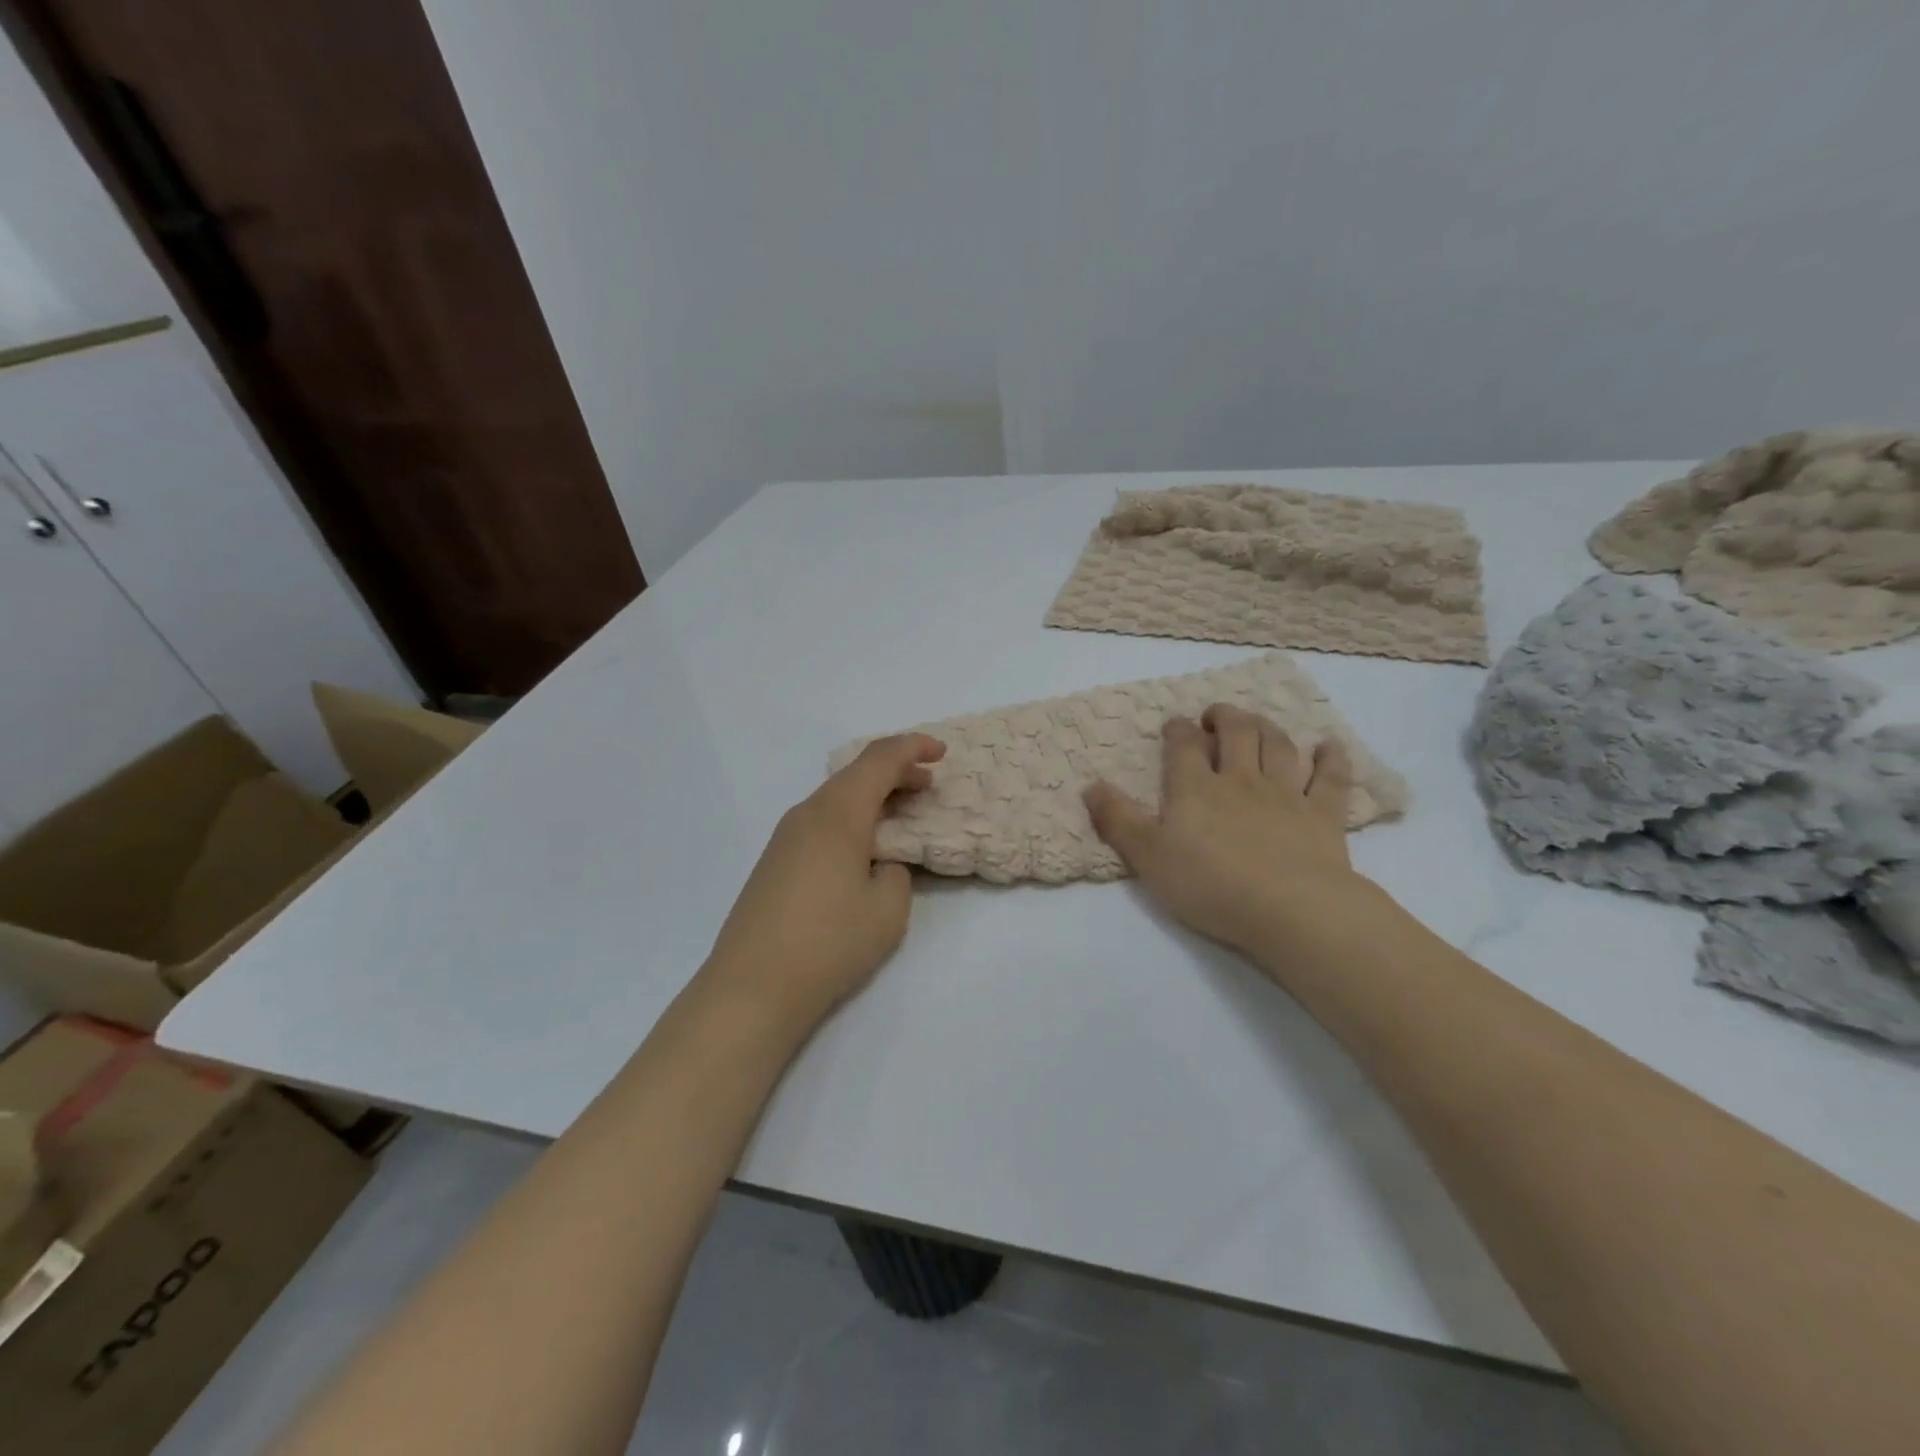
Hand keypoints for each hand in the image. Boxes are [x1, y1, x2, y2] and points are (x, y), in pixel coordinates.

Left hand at [703, 733, 945, 1026]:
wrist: (751, 987)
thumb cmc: (829, 943)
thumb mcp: (888, 910)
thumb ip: (897, 873)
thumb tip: (880, 863)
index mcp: (838, 814)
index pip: (879, 760)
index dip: (913, 748)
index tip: (942, 753)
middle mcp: (807, 814)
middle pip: (855, 774)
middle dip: (896, 771)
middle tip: (928, 784)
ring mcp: (785, 837)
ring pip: (837, 797)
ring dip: (873, 796)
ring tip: (902, 812)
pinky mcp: (775, 861)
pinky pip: (822, 820)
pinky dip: (852, 817)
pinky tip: (865, 844)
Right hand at [1084, 704, 1365, 954]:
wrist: (1289, 908)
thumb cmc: (1210, 884)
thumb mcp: (1147, 857)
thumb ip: (1118, 820)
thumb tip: (1091, 786)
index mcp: (1196, 788)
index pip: (1184, 747)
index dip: (1178, 731)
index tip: (1175, 725)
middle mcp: (1241, 780)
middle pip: (1236, 733)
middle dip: (1224, 717)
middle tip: (1216, 716)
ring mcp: (1286, 794)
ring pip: (1278, 746)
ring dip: (1267, 727)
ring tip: (1258, 721)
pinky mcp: (1323, 815)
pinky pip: (1330, 778)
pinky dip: (1330, 758)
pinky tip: (1328, 746)